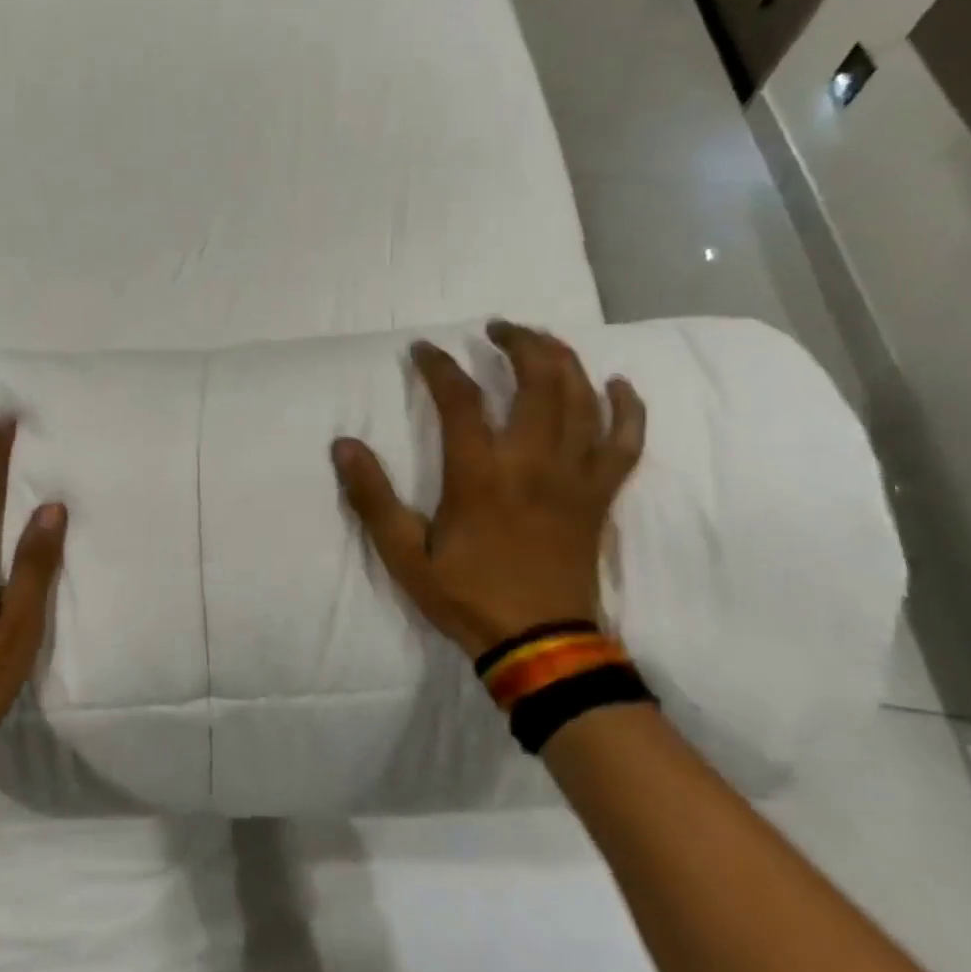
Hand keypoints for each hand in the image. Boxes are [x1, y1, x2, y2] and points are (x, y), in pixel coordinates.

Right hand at [331, 321, 645, 655]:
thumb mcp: (404, 554)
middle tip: (496, 328)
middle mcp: (533, 462)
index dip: (440, 366)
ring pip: (582, 399)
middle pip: (538, 381)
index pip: (461, 399)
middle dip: (518, 343)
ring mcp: (574, 476)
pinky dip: (627, 408)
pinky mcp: (600, 495)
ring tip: (541, 340)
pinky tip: (618, 384)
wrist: (540, 643)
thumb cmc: (466, 596)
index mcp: (480, 474)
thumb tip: (343, 445)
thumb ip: (372, 498)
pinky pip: (625, 442)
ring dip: (563, 360)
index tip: (424, 350)